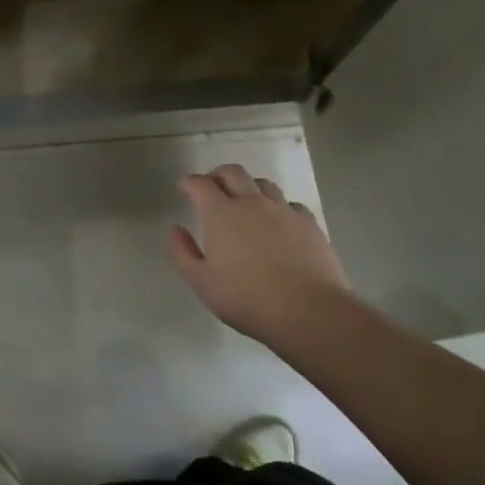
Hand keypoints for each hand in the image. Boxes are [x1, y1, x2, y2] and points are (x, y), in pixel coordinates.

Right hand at [168, 165, 351, 344]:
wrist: (309, 312)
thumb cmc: (247, 298)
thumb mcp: (201, 282)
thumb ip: (182, 252)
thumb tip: (175, 228)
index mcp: (221, 213)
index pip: (201, 184)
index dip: (190, 182)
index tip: (185, 187)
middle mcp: (251, 202)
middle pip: (233, 172)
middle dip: (218, 175)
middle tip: (212, 187)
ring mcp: (283, 210)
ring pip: (263, 184)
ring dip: (248, 186)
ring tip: (245, 201)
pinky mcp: (309, 224)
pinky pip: (290, 204)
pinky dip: (278, 207)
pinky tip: (279, 222)